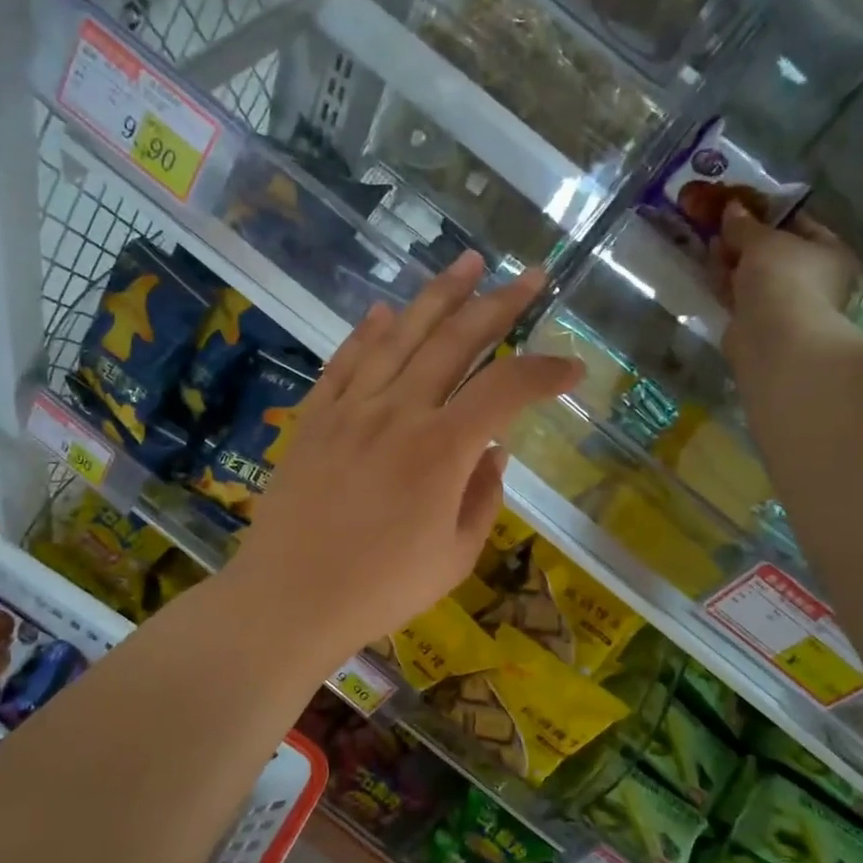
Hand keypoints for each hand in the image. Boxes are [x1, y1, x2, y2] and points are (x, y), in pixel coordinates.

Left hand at [231, 253, 581, 663]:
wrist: (289, 599)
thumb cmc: (381, 589)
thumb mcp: (454, 556)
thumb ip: (483, 497)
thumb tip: (494, 451)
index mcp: (442, 449)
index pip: (507, 389)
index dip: (545, 372)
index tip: (573, 368)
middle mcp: (399, 412)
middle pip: (455, 340)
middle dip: (499, 303)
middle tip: (530, 275)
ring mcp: (350, 409)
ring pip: (400, 336)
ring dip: (437, 296)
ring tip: (467, 263)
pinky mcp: (314, 418)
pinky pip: (345, 362)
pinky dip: (367, 333)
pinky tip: (384, 311)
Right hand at [712, 202, 860, 382]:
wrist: (773, 337)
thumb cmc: (783, 278)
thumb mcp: (763, 240)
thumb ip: (745, 224)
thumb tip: (731, 207)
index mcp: (828, 252)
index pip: (800, 223)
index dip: (769, 211)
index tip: (742, 203)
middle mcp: (811, 277)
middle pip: (774, 250)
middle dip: (745, 236)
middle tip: (718, 220)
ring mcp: (783, 301)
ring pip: (753, 273)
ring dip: (731, 257)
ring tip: (707, 238)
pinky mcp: (756, 321)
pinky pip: (738, 293)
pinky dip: (724, 280)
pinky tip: (707, 266)